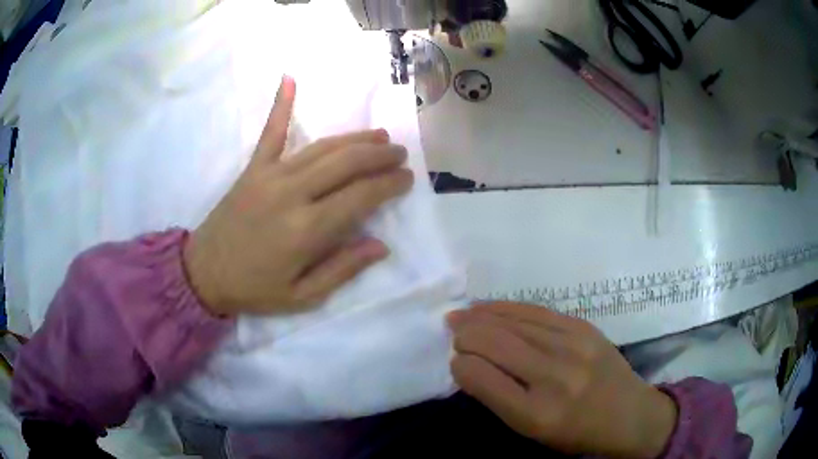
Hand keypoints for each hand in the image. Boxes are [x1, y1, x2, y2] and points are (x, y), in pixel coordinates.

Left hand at [183, 76, 413, 315]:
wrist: (203, 273)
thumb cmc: (254, 289)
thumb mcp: (303, 296)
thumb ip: (342, 270)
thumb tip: (380, 245)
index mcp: (307, 229)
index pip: (361, 196)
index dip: (389, 184)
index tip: (407, 179)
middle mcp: (292, 193)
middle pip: (346, 163)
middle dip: (379, 155)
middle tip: (400, 154)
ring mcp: (270, 175)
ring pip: (322, 146)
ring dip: (355, 138)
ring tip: (379, 135)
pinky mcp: (253, 168)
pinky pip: (270, 132)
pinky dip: (281, 104)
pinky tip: (290, 78)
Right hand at [447, 302, 677, 457]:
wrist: (629, 415)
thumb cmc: (576, 433)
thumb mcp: (532, 432)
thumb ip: (499, 399)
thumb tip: (469, 364)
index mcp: (536, 413)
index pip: (480, 376)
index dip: (459, 365)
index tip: (455, 363)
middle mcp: (554, 376)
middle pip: (492, 342)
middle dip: (464, 335)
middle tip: (453, 333)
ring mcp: (572, 346)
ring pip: (511, 321)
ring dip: (480, 316)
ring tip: (462, 316)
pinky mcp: (583, 327)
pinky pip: (535, 310)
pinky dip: (506, 308)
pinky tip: (491, 308)